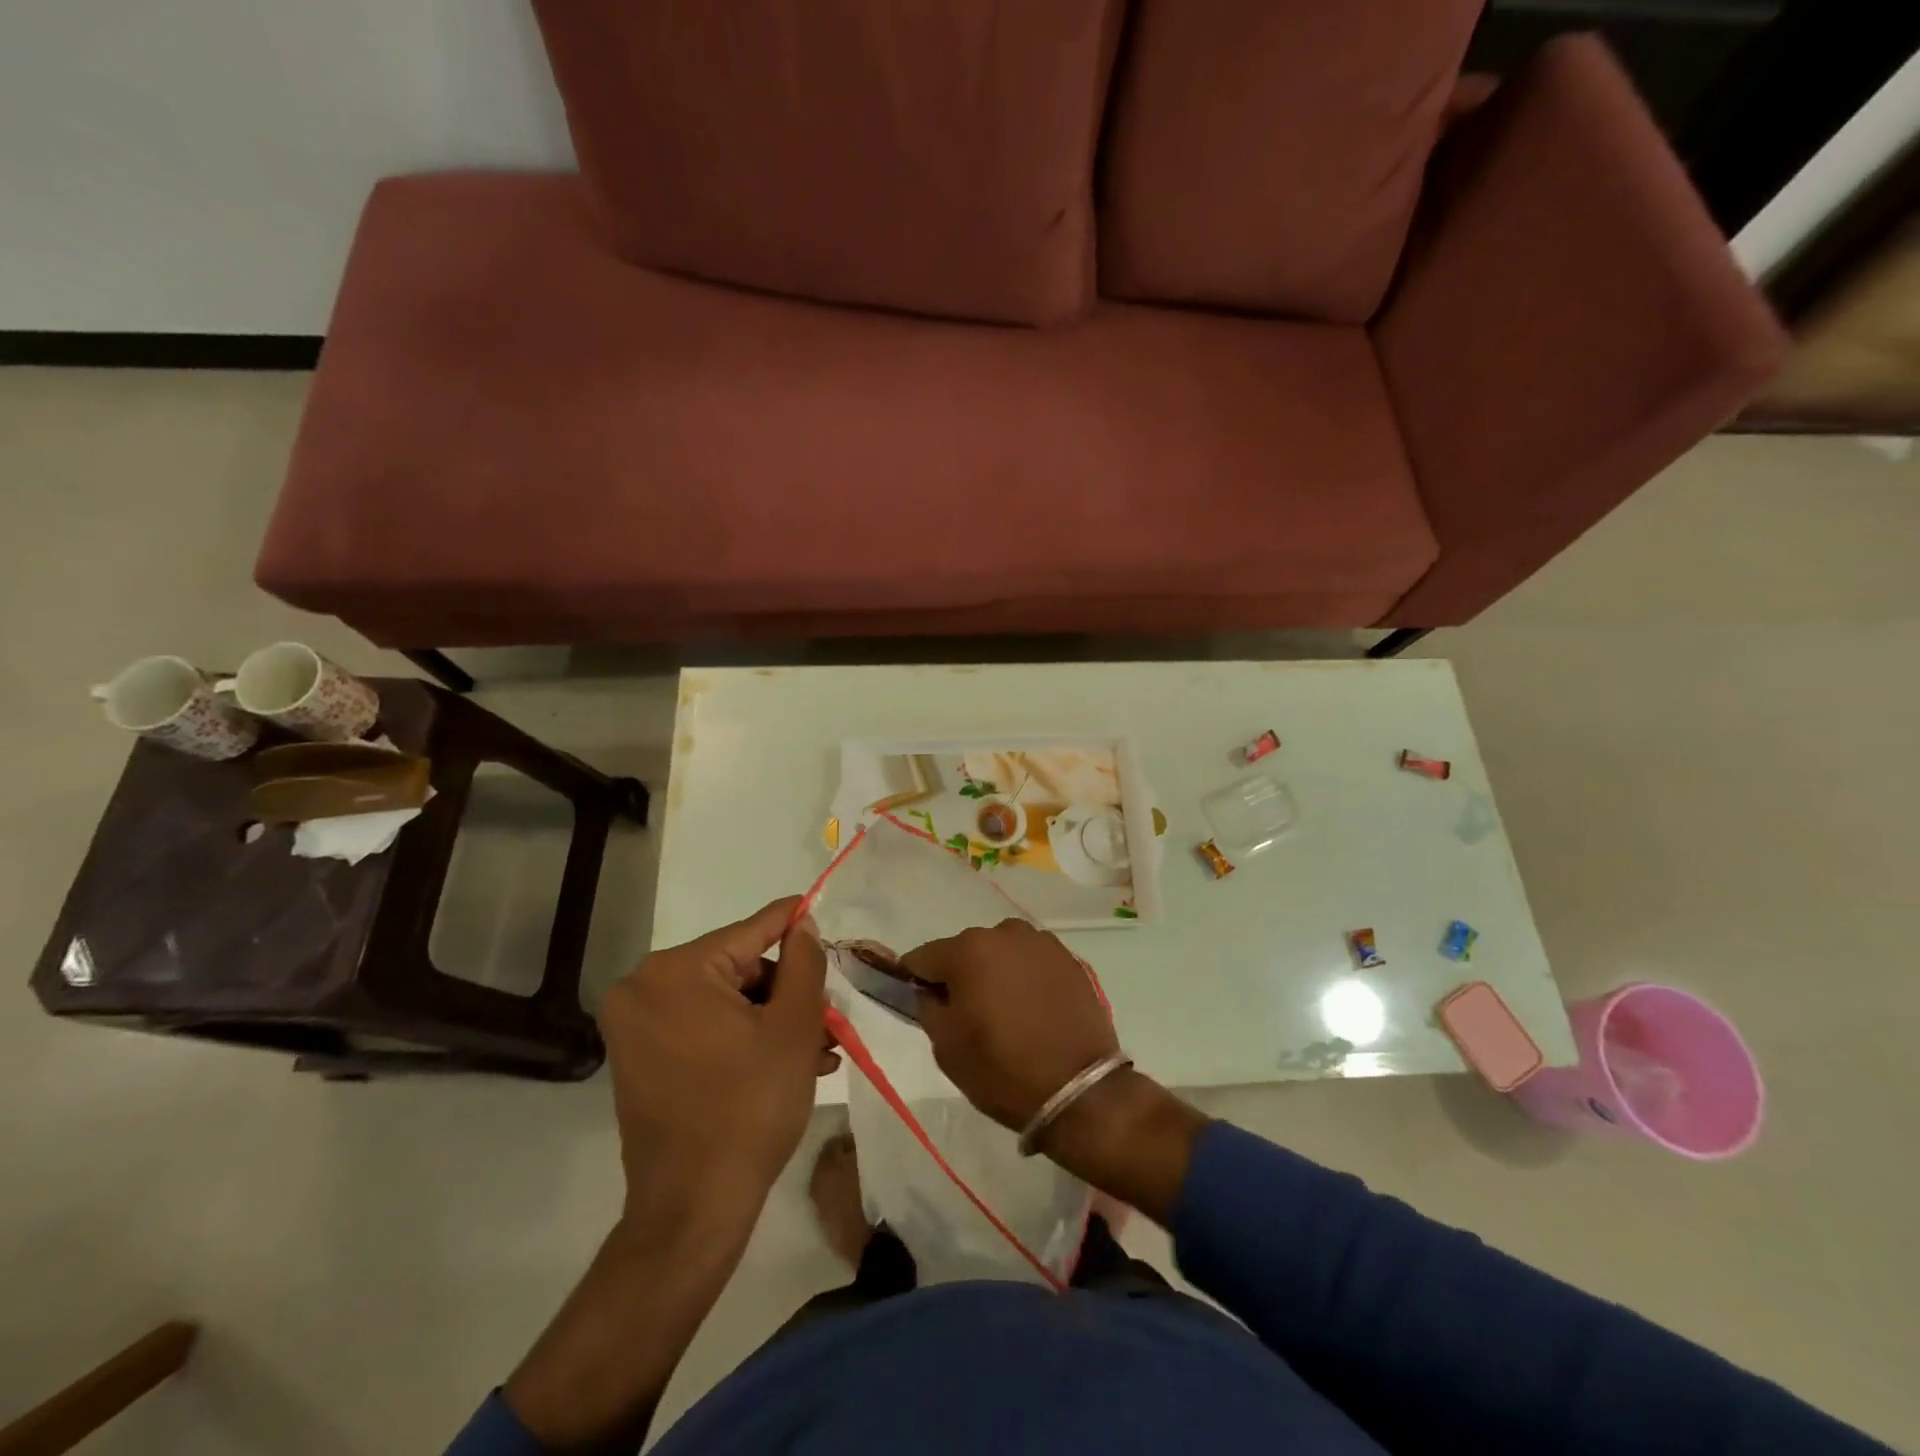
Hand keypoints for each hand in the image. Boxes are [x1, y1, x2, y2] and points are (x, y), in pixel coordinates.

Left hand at [600, 897, 835, 1225]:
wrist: (693, 1211)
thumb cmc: (749, 1109)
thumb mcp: (794, 1027)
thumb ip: (804, 962)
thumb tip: (802, 924)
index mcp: (675, 971)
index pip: (750, 931)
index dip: (793, 923)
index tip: (820, 911)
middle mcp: (643, 988)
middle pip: (738, 969)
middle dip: (787, 992)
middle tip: (829, 1018)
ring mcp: (635, 1026)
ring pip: (724, 1001)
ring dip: (772, 1020)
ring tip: (820, 1049)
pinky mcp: (640, 1058)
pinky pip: (703, 1027)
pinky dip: (743, 1038)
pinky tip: (787, 1062)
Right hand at [902, 918, 1117, 1131]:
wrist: (1080, 1091)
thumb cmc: (1002, 1069)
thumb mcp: (946, 1047)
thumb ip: (928, 1007)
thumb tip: (929, 991)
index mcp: (969, 950)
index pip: (924, 957)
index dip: (916, 980)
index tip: (921, 1002)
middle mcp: (1005, 933)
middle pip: (966, 950)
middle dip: (960, 975)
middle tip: (967, 1014)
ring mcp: (1041, 943)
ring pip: (1002, 952)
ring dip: (995, 972)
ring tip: (1005, 1012)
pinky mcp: (1069, 959)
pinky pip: (1032, 962)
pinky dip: (1025, 978)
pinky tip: (1033, 1009)